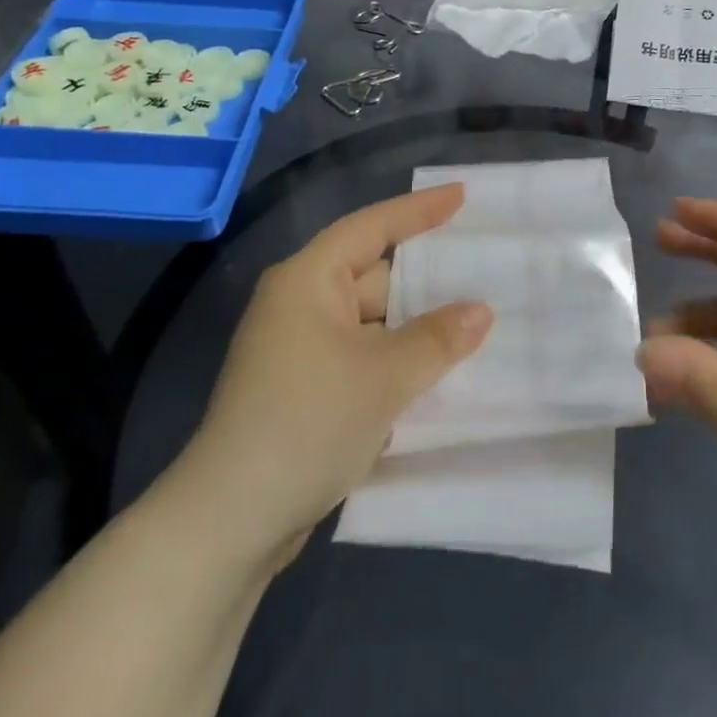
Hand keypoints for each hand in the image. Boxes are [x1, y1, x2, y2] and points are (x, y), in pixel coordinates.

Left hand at [180, 185, 491, 565]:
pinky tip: (438, 371)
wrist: (232, 520)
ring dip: (415, 328)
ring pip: (372, 322)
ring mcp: (300, 349)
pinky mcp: (304, 388)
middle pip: (375, 276)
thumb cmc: (308, 423)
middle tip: (484, 271)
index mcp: (308, 281)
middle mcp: (300, 305)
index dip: (419, 210)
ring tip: (475, 323)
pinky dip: (396, 359)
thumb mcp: (385, 376)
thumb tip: (480, 311)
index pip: (371, 227)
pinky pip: (362, 355)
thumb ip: (438, 338)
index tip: (462, 196)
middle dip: (426, 280)